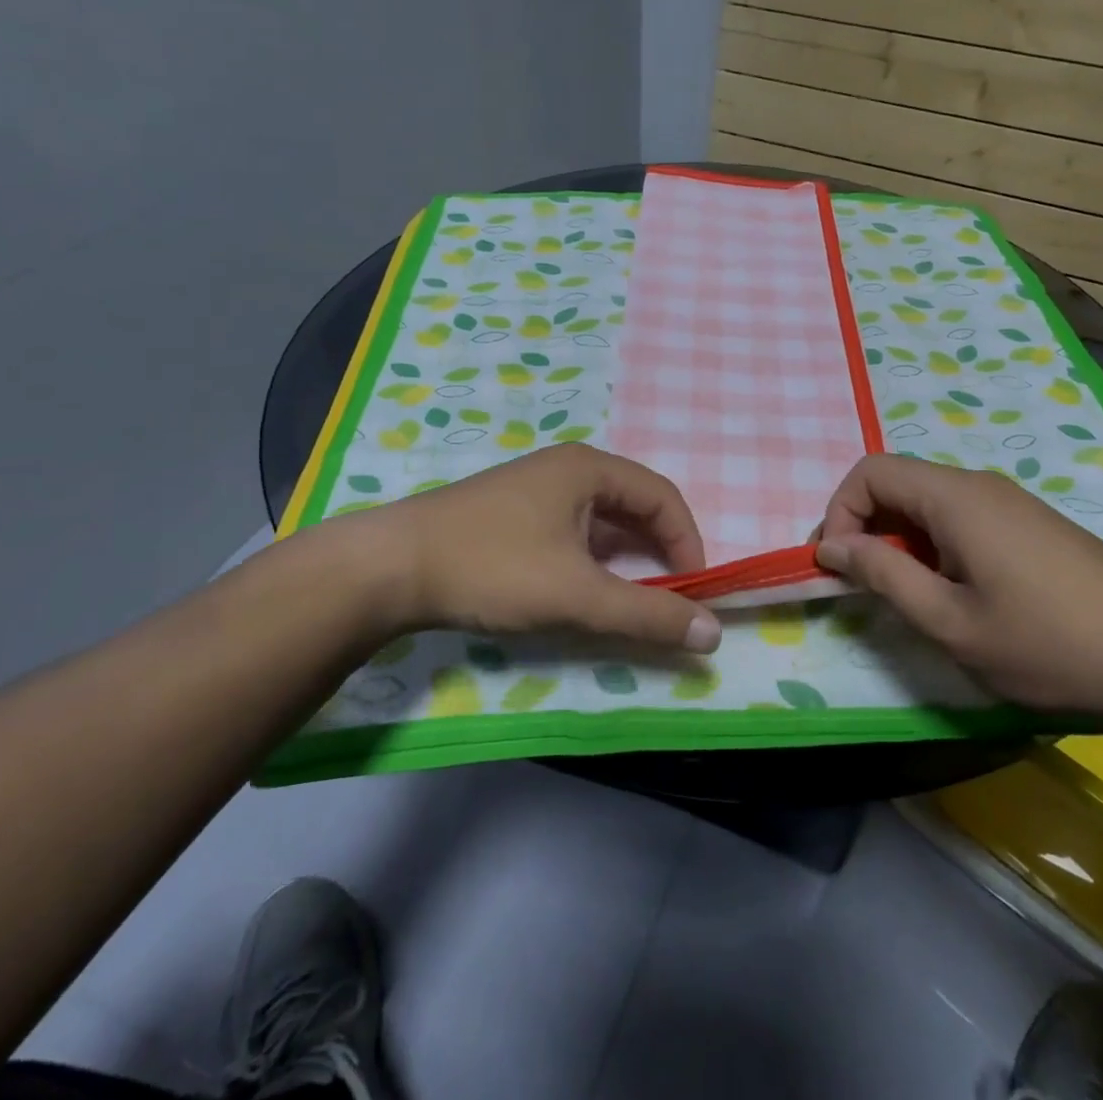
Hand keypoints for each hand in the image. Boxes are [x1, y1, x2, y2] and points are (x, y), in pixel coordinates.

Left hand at [348, 444, 719, 652]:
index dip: (687, 542)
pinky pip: (571, 531)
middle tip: (668, 598)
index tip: (694, 591)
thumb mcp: (577, 595)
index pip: (662, 496)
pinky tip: (581, 591)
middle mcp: (566, 468)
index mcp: (588, 468)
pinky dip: (591, 561)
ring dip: (624, 560)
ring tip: (629, 601)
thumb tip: (713, 634)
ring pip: (600, 521)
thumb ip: (648, 614)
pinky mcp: (511, 514)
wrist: (389, 567)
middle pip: (633, 505)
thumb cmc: (493, 568)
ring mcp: (535, 489)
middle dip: (657, 552)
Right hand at [814, 454, 1102, 723]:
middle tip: (863, 585)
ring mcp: (1009, 503)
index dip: (839, 512)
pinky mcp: (1029, 525)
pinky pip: (959, 518)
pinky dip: (934, 546)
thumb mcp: (951, 622)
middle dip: (865, 527)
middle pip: (897, 483)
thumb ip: (884, 576)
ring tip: (910, 597)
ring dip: (899, 540)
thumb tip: (832, 546)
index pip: (870, 472)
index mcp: (954, 498)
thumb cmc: (1050, 643)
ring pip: (927, 503)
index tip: (839, 567)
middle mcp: (978, 486)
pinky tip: (957, 594)